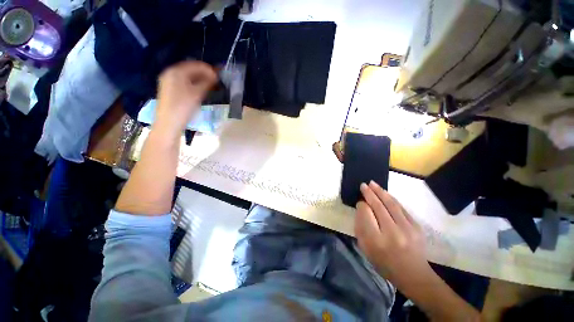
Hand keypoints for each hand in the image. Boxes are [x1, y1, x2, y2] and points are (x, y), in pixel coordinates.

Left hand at [156, 61, 216, 131]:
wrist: (169, 122)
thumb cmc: (183, 107)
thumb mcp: (197, 94)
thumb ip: (207, 83)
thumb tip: (215, 76)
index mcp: (176, 71)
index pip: (196, 65)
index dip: (208, 69)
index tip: (219, 76)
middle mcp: (170, 72)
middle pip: (190, 69)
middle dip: (204, 73)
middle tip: (215, 81)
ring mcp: (168, 80)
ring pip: (187, 75)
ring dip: (199, 78)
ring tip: (210, 85)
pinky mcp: (169, 88)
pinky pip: (183, 81)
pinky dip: (193, 83)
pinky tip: (199, 89)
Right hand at [355, 181, 430, 286]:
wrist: (413, 274)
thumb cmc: (384, 262)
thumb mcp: (365, 248)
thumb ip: (360, 227)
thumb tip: (361, 208)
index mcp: (376, 240)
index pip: (366, 214)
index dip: (361, 205)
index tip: (359, 202)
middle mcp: (392, 232)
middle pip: (378, 206)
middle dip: (369, 193)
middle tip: (363, 185)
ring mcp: (407, 228)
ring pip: (391, 204)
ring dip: (380, 192)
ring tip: (372, 183)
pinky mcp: (416, 226)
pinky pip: (401, 208)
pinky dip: (391, 199)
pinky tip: (385, 193)